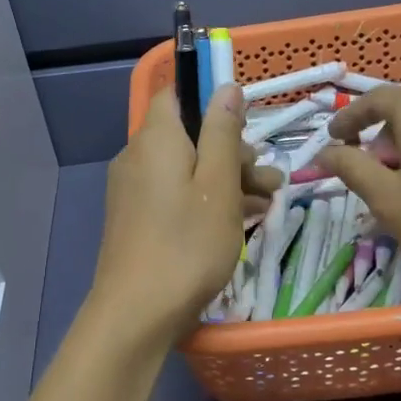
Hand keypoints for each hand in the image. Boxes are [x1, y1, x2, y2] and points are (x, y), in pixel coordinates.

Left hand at [92, 83, 281, 342]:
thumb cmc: (187, 244)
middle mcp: (137, 156)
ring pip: (186, 168)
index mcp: (156, 138)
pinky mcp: (136, 218)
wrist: (136, 314)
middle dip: (232, 151)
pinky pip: (174, 194)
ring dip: (226, 179)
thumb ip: (223, 132)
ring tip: (266, 202)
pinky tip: (238, 220)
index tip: (246, 126)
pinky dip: (204, 200)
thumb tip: (225, 86)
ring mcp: (133, 189)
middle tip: (267, 179)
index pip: (177, 94)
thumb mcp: (218, 185)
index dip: (212, 102)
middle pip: (188, 135)